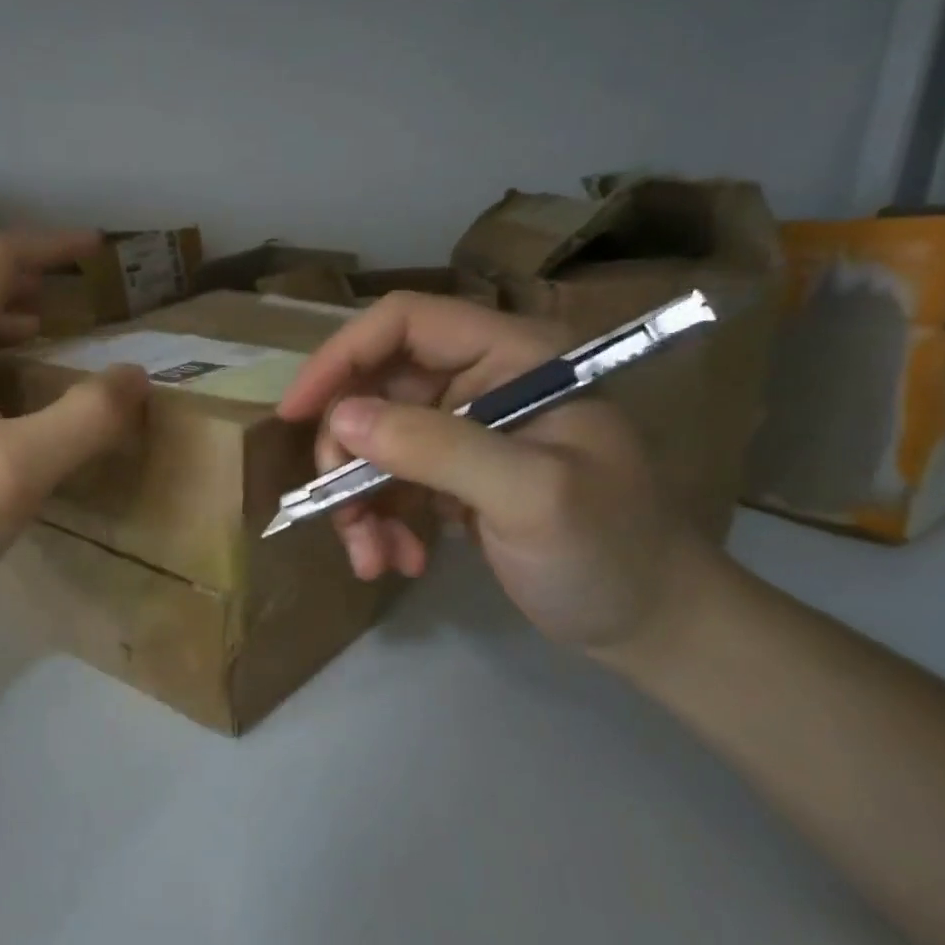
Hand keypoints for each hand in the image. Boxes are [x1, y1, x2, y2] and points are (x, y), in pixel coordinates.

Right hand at [277, 292, 712, 654]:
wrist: (648, 621)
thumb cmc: (608, 550)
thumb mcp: (529, 496)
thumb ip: (438, 448)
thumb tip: (341, 418)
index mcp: (513, 356)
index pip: (406, 322)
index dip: (342, 357)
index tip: (296, 414)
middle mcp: (483, 381)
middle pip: (377, 388)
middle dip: (347, 453)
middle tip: (339, 510)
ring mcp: (465, 430)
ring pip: (373, 442)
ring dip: (358, 501)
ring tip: (371, 557)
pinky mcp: (453, 475)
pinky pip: (389, 482)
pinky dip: (379, 522)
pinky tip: (398, 561)